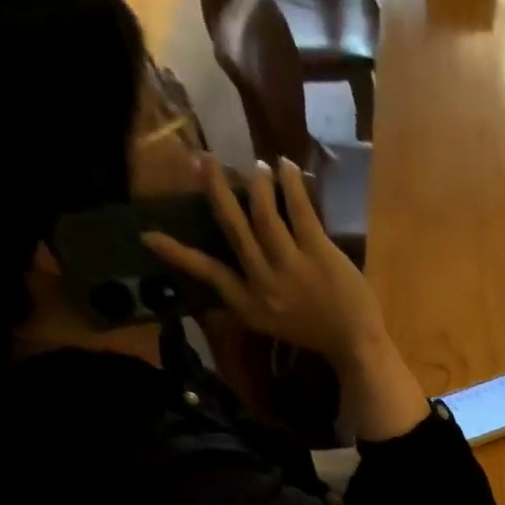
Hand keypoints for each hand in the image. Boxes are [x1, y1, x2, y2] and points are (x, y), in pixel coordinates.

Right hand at [143, 155, 385, 368]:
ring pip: (264, 212)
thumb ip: (252, 298)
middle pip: (234, 227)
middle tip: (203, 159)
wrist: (356, 344)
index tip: (148, 235)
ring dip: (258, 183)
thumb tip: (230, 270)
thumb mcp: (274, 323)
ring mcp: (292, 267)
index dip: (178, 254)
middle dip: (217, 190)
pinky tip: (286, 167)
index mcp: (251, 306)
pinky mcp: (319, 253)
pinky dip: (291, 183)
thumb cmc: (317, 333)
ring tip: (257, 166)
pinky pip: (300, 209)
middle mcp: (265, 284)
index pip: (208, 274)